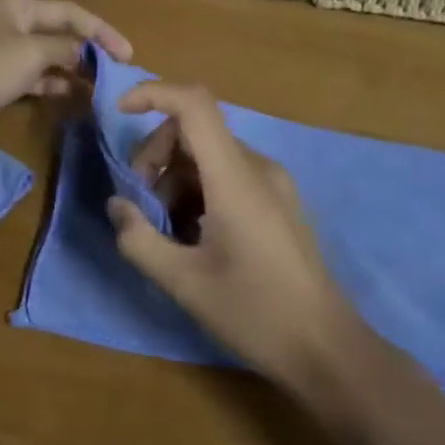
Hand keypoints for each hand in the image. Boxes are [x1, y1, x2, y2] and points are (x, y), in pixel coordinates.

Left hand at [0, 0, 132, 135]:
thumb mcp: (30, 52)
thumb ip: (62, 48)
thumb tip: (80, 53)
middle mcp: (10, 12)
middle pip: (61, 15)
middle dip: (93, 34)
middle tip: (125, 56)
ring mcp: (2, 42)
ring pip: (49, 45)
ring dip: (76, 60)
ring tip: (104, 80)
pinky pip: (34, 69)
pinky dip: (53, 79)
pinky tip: (74, 94)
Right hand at [106, 81, 362, 388]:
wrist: (328, 350)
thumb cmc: (256, 313)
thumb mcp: (184, 283)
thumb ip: (139, 239)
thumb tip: (116, 205)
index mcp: (236, 178)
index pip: (194, 104)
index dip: (153, 93)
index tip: (119, 113)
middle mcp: (257, 168)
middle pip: (194, 130)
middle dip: (155, 156)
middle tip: (141, 205)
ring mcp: (272, 184)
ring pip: (207, 155)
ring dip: (174, 178)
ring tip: (166, 229)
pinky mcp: (277, 202)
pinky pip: (226, 175)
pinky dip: (197, 190)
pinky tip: (193, 235)